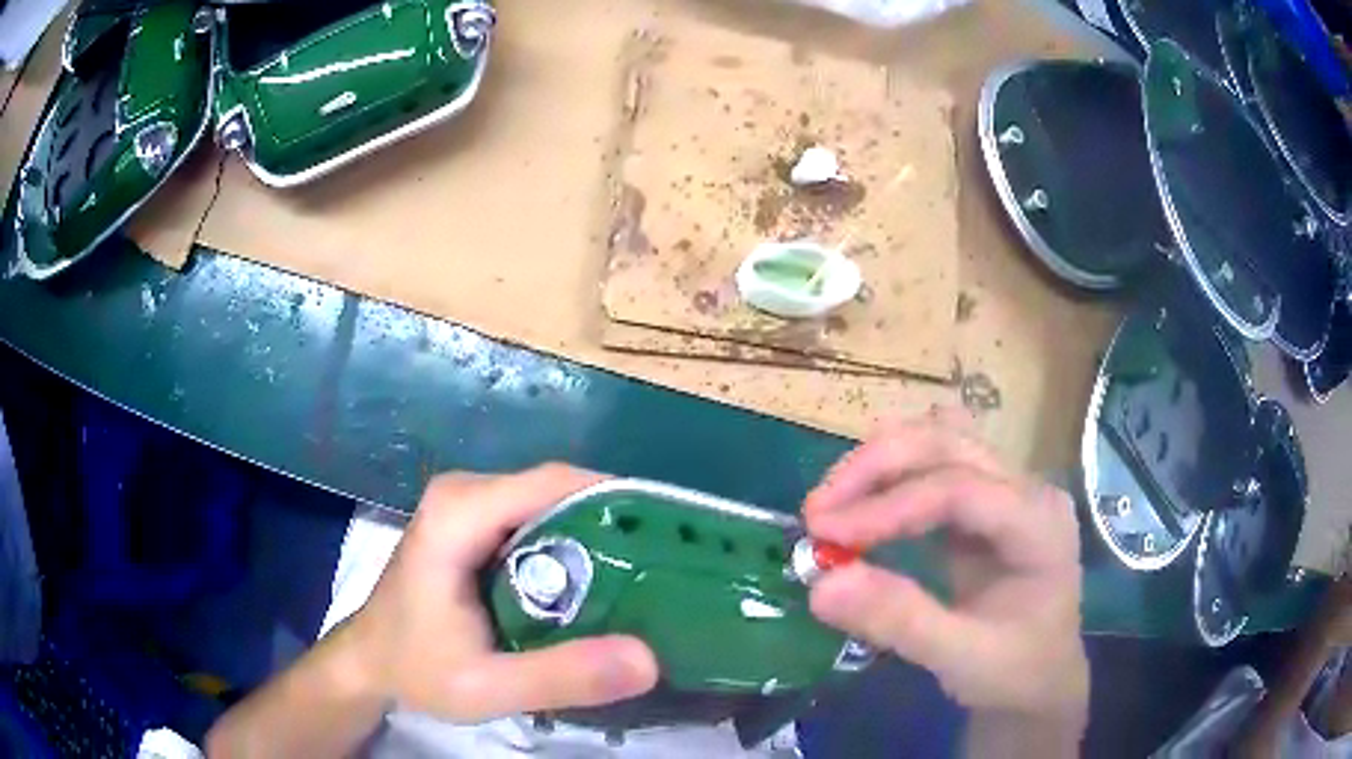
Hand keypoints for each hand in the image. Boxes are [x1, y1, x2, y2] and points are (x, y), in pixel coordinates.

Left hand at [339, 465, 658, 721]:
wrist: (370, 662)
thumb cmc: (416, 669)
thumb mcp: (486, 687)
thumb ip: (560, 676)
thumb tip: (649, 659)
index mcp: (460, 512)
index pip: (556, 483)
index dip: (620, 502)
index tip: (674, 538)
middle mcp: (467, 491)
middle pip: (561, 489)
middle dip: (618, 523)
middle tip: (671, 567)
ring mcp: (470, 503)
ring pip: (553, 503)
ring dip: (602, 535)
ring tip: (650, 576)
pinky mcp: (475, 522)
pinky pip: (539, 518)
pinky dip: (576, 545)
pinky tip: (603, 583)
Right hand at [803, 412, 1087, 721]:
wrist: (1041, 681)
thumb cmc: (1015, 673)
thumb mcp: (961, 659)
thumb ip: (899, 621)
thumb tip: (820, 585)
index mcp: (1040, 524)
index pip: (961, 489)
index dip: (889, 506)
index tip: (825, 535)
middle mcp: (1028, 490)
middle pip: (949, 443)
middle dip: (877, 468)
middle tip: (817, 512)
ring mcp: (1007, 490)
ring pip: (938, 442)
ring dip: (879, 466)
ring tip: (831, 507)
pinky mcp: (983, 504)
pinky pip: (932, 469)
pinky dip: (888, 481)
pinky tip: (859, 509)